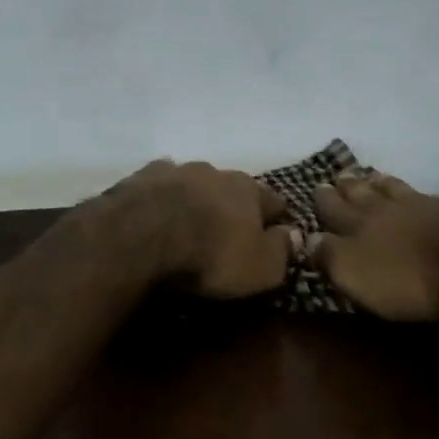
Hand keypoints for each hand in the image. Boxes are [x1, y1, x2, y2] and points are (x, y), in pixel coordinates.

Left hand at [95, 159, 296, 298]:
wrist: (144, 233)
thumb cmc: (211, 254)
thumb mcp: (261, 268)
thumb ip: (282, 251)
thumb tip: (295, 235)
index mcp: (248, 189)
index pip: (274, 200)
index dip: (277, 219)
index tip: (276, 235)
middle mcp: (215, 171)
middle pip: (232, 187)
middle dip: (232, 205)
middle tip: (228, 230)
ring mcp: (177, 169)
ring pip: (195, 182)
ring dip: (197, 197)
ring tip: (190, 221)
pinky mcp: (143, 177)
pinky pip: (160, 184)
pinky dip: (163, 196)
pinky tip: (156, 210)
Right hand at [311, 173, 438, 319]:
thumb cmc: (407, 275)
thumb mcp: (355, 274)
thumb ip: (328, 256)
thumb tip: (305, 238)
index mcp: (356, 224)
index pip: (331, 208)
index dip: (322, 201)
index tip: (314, 188)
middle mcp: (382, 208)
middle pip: (360, 192)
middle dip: (346, 186)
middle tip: (337, 176)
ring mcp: (418, 205)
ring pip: (390, 188)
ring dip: (376, 182)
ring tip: (369, 175)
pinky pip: (422, 196)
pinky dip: (411, 192)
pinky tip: (416, 194)